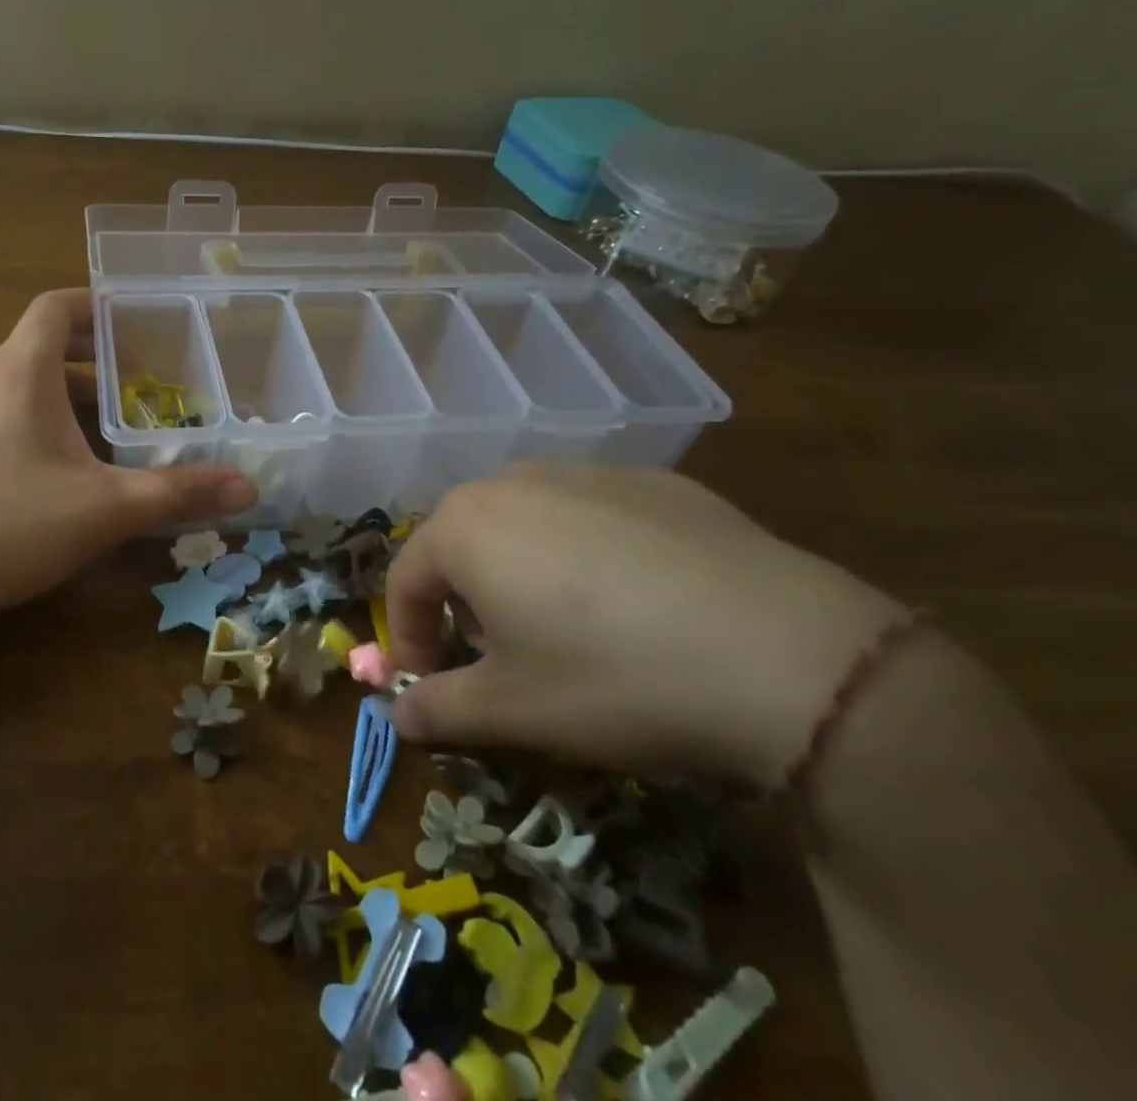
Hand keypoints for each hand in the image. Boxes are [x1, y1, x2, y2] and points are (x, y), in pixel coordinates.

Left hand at [0, 289, 254, 627]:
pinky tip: (58, 473)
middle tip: (140, 384)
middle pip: (41, 348)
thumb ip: (177, 493)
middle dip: (94, 361)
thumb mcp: (104, 508)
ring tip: (108, 431)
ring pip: (20, 387)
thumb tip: (248, 487)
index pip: (54, 308)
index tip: (134, 322)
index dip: (95, 305)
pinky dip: (36, 424)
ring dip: (66, 398)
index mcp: (19, 373)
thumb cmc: (7, 524)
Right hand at [386, 465, 905, 790]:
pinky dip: (588, 554)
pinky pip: (592, 516)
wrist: (790, 656)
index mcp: (464, 526)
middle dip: (463, 602)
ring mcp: (587, 473)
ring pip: (525, 524)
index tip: (430, 682)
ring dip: (521, 572)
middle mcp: (513, 482)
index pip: (405, 580)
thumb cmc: (613, 678)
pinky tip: (638, 603)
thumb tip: (397, 714)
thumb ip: (438, 709)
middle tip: (499, 658)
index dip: (409, 636)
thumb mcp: (512, 711)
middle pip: (462, 544)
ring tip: (568, 628)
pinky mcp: (655, 481)